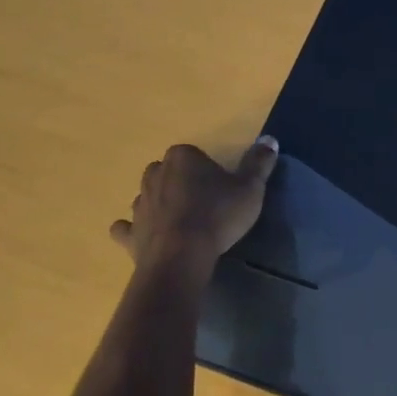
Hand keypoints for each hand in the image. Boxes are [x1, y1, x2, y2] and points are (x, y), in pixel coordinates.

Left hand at [109, 137, 278, 269]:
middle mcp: (155, 174)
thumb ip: (259, 162)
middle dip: (180, 182)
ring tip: (181, 220)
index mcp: (182, 158)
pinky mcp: (130, 233)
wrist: (182, 256)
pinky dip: (133, 230)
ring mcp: (139, 204)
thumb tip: (269, 139)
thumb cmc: (218, 215)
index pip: (193, 154)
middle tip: (203, 201)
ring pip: (148, 196)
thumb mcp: (250, 188)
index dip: (207, 170)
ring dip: (160, 203)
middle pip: (167, 171)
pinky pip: (127, 227)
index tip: (221, 187)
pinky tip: (146, 236)